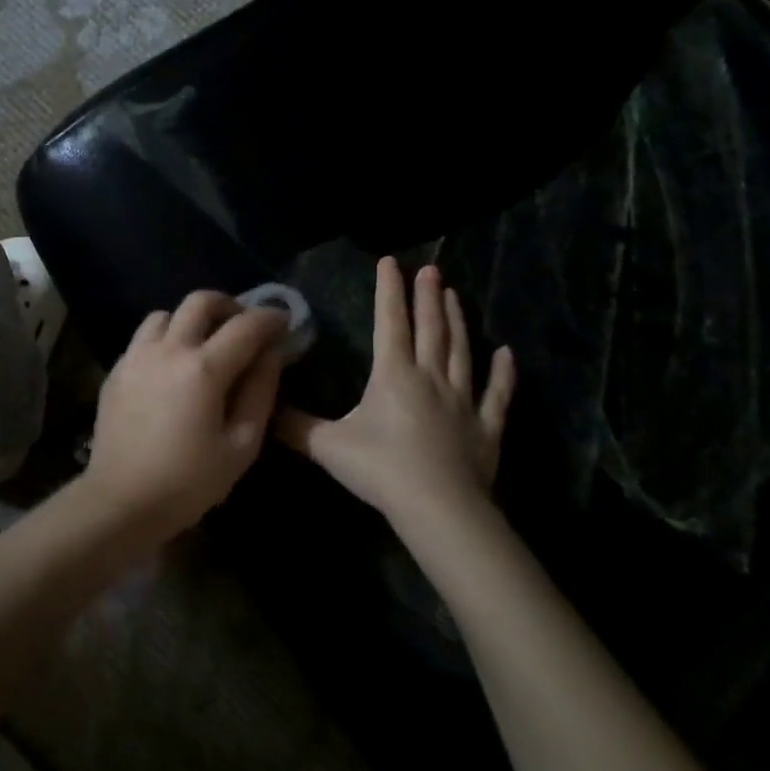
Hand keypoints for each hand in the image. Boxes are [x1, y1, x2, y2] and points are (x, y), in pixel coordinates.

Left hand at [86, 290, 289, 535]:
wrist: (121, 500)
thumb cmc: (189, 481)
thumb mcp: (241, 446)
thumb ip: (260, 393)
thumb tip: (271, 355)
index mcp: (203, 369)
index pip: (245, 326)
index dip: (270, 318)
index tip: (282, 322)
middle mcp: (168, 350)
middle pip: (199, 301)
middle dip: (228, 305)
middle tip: (242, 325)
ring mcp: (136, 357)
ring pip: (165, 314)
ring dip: (190, 320)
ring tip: (202, 345)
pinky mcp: (116, 370)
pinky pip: (143, 338)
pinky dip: (164, 340)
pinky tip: (170, 368)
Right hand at [279, 257, 513, 526]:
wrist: (438, 508)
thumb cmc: (381, 469)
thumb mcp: (327, 446)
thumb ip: (294, 425)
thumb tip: (263, 407)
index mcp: (393, 375)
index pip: (390, 322)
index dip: (389, 291)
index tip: (391, 262)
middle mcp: (430, 377)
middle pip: (430, 328)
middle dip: (428, 296)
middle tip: (431, 269)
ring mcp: (463, 401)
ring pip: (461, 351)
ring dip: (458, 321)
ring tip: (455, 295)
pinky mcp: (486, 428)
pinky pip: (497, 394)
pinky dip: (503, 373)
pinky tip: (506, 353)